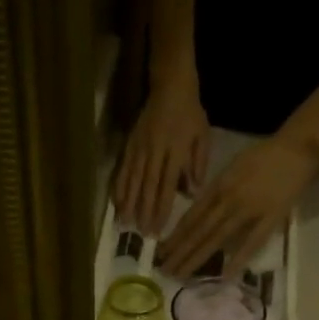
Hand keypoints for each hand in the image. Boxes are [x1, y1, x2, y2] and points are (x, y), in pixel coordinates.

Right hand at [113, 74, 210, 236]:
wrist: (170, 84)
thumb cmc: (190, 113)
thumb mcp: (202, 136)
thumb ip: (198, 164)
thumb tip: (193, 192)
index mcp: (175, 151)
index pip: (167, 186)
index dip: (161, 209)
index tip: (157, 230)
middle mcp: (155, 151)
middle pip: (148, 187)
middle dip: (144, 212)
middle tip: (140, 234)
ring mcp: (140, 148)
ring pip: (133, 180)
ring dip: (128, 204)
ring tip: (124, 224)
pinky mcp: (130, 144)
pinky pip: (123, 169)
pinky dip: (119, 187)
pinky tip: (116, 203)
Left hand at [157, 130, 318, 279]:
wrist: (298, 147)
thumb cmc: (263, 156)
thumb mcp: (231, 168)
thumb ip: (215, 192)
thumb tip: (197, 214)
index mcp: (219, 186)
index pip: (191, 216)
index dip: (176, 236)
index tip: (161, 252)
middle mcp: (229, 199)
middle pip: (199, 231)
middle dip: (179, 252)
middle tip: (164, 270)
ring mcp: (249, 210)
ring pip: (217, 239)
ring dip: (197, 258)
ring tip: (181, 275)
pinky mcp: (270, 219)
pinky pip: (252, 243)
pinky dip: (238, 259)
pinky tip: (224, 275)